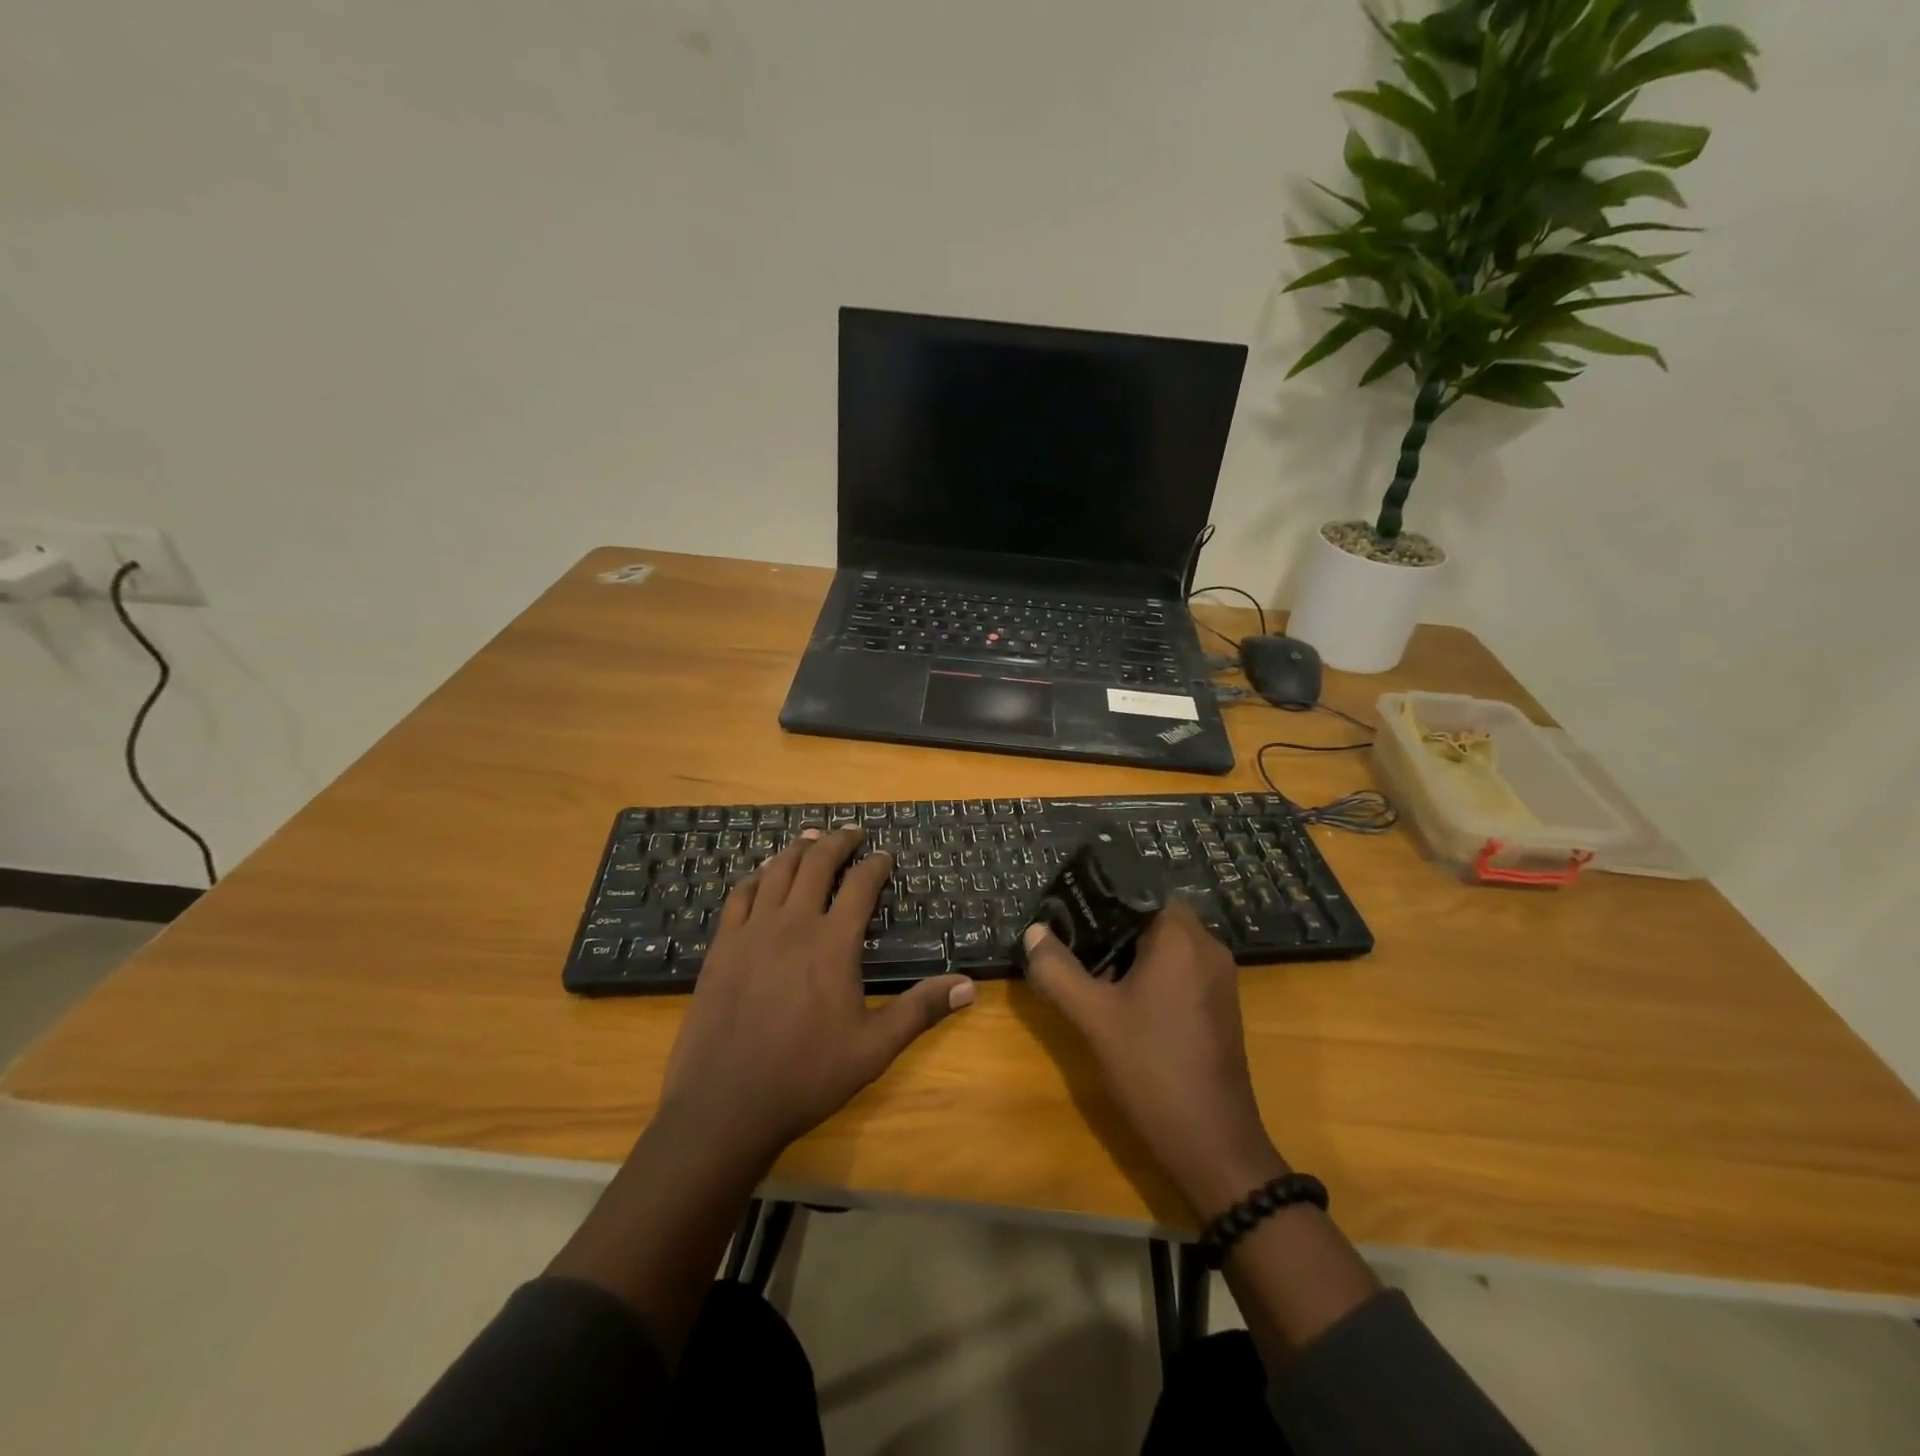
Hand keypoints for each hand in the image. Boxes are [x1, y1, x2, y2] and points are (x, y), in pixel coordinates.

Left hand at [658, 828, 975, 1167]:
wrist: (725, 1105)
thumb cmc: (806, 1076)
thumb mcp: (873, 1048)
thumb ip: (920, 1010)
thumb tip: (969, 986)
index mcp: (833, 943)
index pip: (860, 886)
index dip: (875, 865)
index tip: (885, 854)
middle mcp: (793, 924)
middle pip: (816, 864)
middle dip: (837, 843)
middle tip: (851, 832)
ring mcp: (752, 932)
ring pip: (777, 872)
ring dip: (798, 850)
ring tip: (812, 839)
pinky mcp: (722, 946)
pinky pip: (740, 896)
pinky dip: (756, 876)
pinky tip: (762, 874)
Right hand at [1021, 901, 1285, 1216]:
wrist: (1213, 1143)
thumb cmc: (1152, 1069)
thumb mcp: (1093, 1018)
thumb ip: (1058, 970)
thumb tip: (1034, 932)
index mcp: (1181, 938)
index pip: (1139, 891)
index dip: (1101, 896)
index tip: (1067, 909)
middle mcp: (1207, 948)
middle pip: (1152, 916)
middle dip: (1110, 927)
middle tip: (1070, 940)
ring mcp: (1219, 978)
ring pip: (1167, 945)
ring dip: (1129, 951)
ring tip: (1088, 969)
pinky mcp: (1220, 1005)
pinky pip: (1181, 969)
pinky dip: (1151, 972)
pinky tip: (1121, 998)